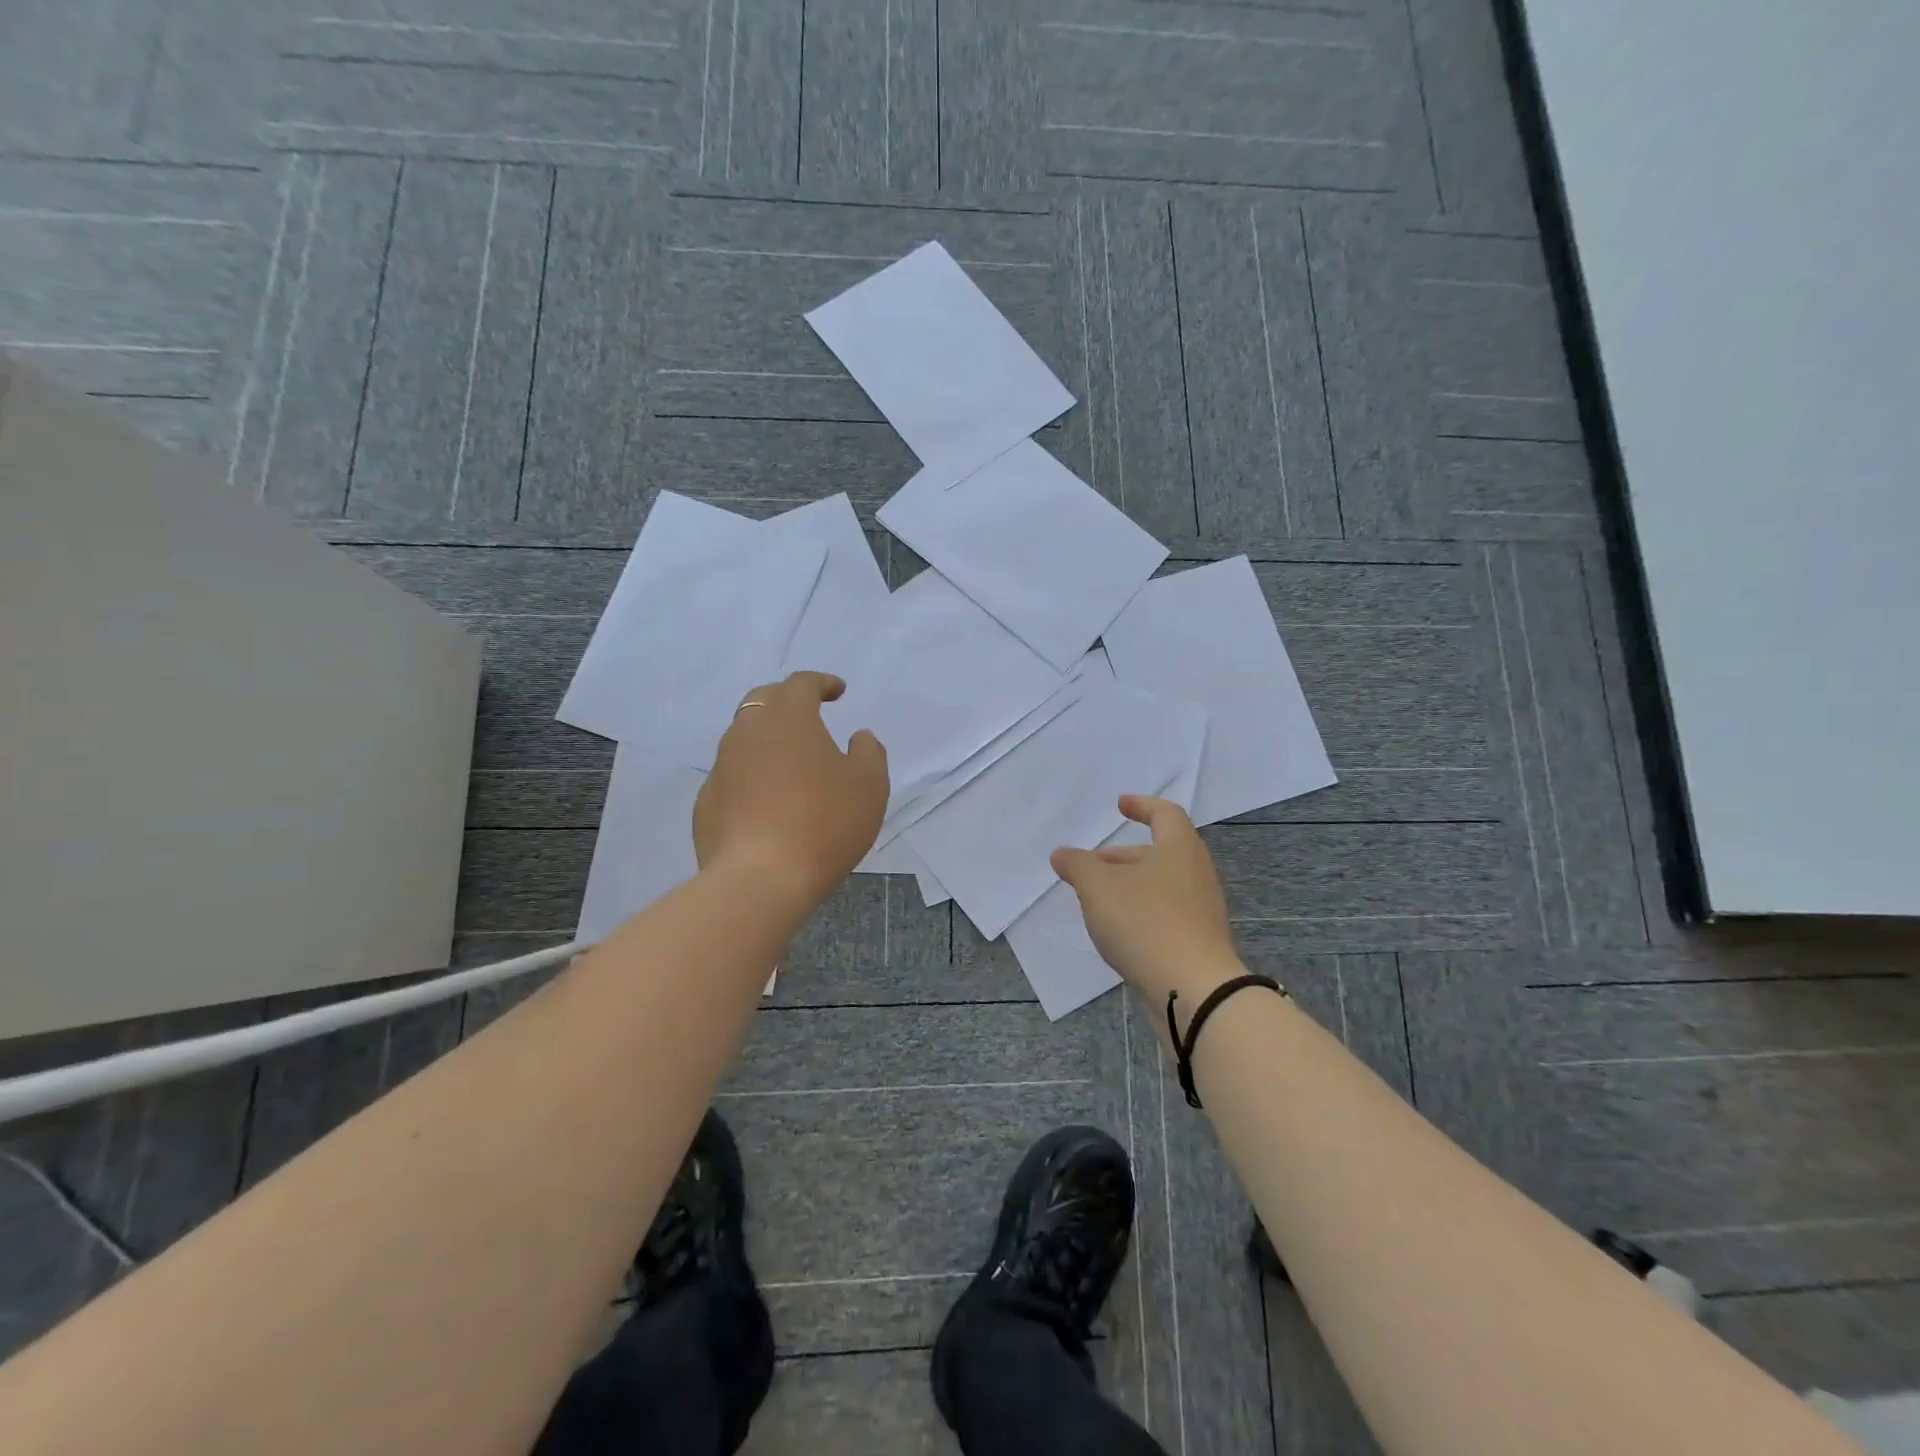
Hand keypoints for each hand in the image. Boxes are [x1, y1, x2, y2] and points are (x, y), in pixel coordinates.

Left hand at [694, 672, 888, 910]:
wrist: (760, 880)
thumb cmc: (824, 823)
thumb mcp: (870, 785)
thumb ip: (869, 752)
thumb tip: (859, 737)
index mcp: (788, 718)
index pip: (801, 684)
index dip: (821, 683)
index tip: (838, 692)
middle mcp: (747, 732)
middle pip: (763, 701)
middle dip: (787, 701)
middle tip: (809, 714)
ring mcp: (720, 768)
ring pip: (743, 738)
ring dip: (767, 740)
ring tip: (791, 762)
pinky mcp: (706, 803)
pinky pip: (732, 777)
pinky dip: (751, 777)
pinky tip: (768, 802)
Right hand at [1051, 795, 1242, 1005]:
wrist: (1195, 990)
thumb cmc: (1145, 922)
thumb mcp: (1098, 887)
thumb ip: (1077, 865)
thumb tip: (1063, 854)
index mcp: (1180, 848)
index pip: (1165, 814)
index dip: (1142, 806)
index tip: (1120, 805)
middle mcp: (1197, 873)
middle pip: (1160, 852)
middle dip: (1123, 856)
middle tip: (1092, 865)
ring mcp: (1202, 910)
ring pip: (1162, 885)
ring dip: (1130, 886)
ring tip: (1097, 901)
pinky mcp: (1199, 942)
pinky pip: (1167, 914)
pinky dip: (1141, 912)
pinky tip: (1118, 932)